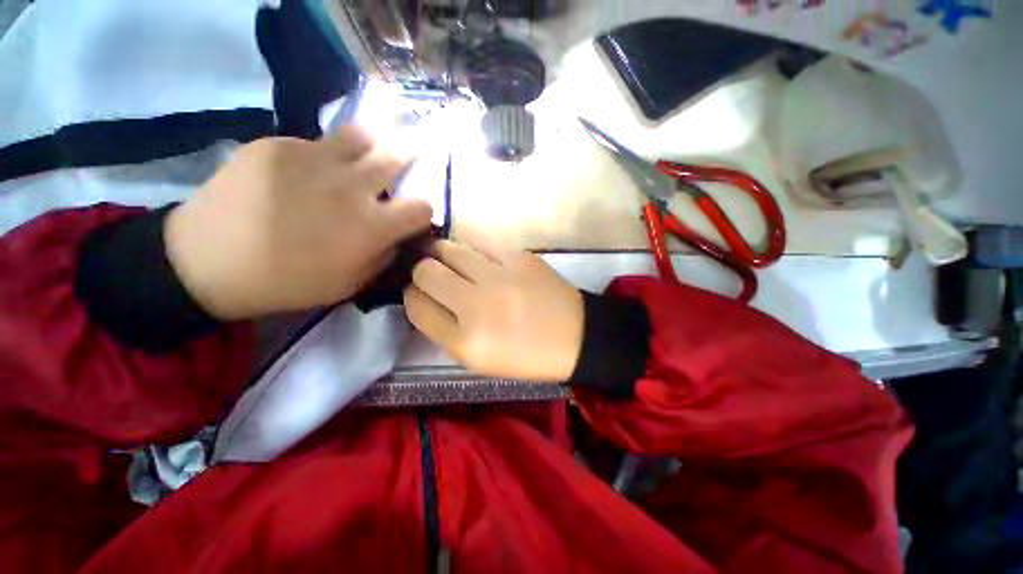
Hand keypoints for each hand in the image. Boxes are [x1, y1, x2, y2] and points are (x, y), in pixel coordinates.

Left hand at [165, 128, 431, 319]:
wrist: (208, 262)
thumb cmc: (287, 282)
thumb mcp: (350, 284)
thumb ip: (383, 256)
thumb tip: (397, 236)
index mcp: (370, 226)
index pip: (422, 207)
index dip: (422, 212)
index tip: (412, 217)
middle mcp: (351, 186)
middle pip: (397, 157)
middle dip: (406, 164)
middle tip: (398, 171)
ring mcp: (313, 159)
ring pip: (361, 135)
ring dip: (368, 149)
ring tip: (357, 162)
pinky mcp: (277, 145)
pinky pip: (315, 142)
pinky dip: (321, 156)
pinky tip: (303, 174)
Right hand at [404, 240, 583, 381]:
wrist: (575, 337)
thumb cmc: (526, 356)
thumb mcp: (478, 360)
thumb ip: (444, 330)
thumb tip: (423, 297)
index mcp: (466, 342)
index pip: (416, 306)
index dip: (413, 297)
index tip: (422, 295)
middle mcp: (477, 305)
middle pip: (425, 271)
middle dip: (422, 272)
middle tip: (434, 276)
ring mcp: (500, 276)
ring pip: (447, 248)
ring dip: (441, 255)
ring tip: (451, 262)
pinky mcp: (519, 256)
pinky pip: (478, 241)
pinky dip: (470, 249)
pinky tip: (478, 258)